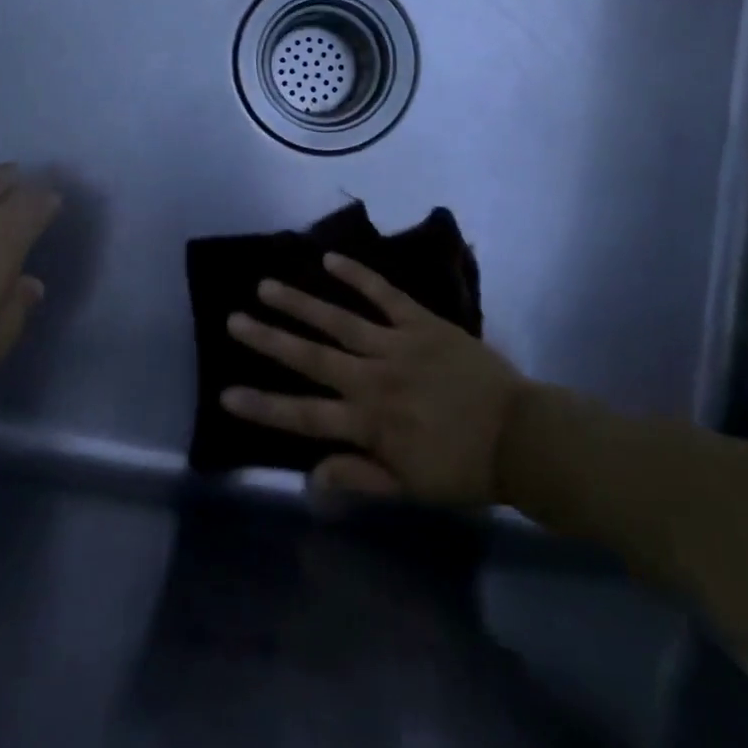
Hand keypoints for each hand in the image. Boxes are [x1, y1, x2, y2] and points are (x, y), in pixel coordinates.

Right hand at [221, 254, 528, 506]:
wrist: (521, 435)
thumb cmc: (464, 468)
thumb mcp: (410, 488)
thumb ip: (358, 477)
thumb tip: (308, 478)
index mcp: (370, 423)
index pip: (304, 415)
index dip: (264, 405)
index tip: (225, 393)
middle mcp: (375, 378)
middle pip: (312, 357)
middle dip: (270, 340)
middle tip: (234, 320)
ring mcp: (398, 345)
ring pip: (340, 320)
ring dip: (301, 303)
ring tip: (266, 286)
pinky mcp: (423, 323)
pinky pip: (385, 294)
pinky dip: (358, 276)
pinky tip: (330, 259)